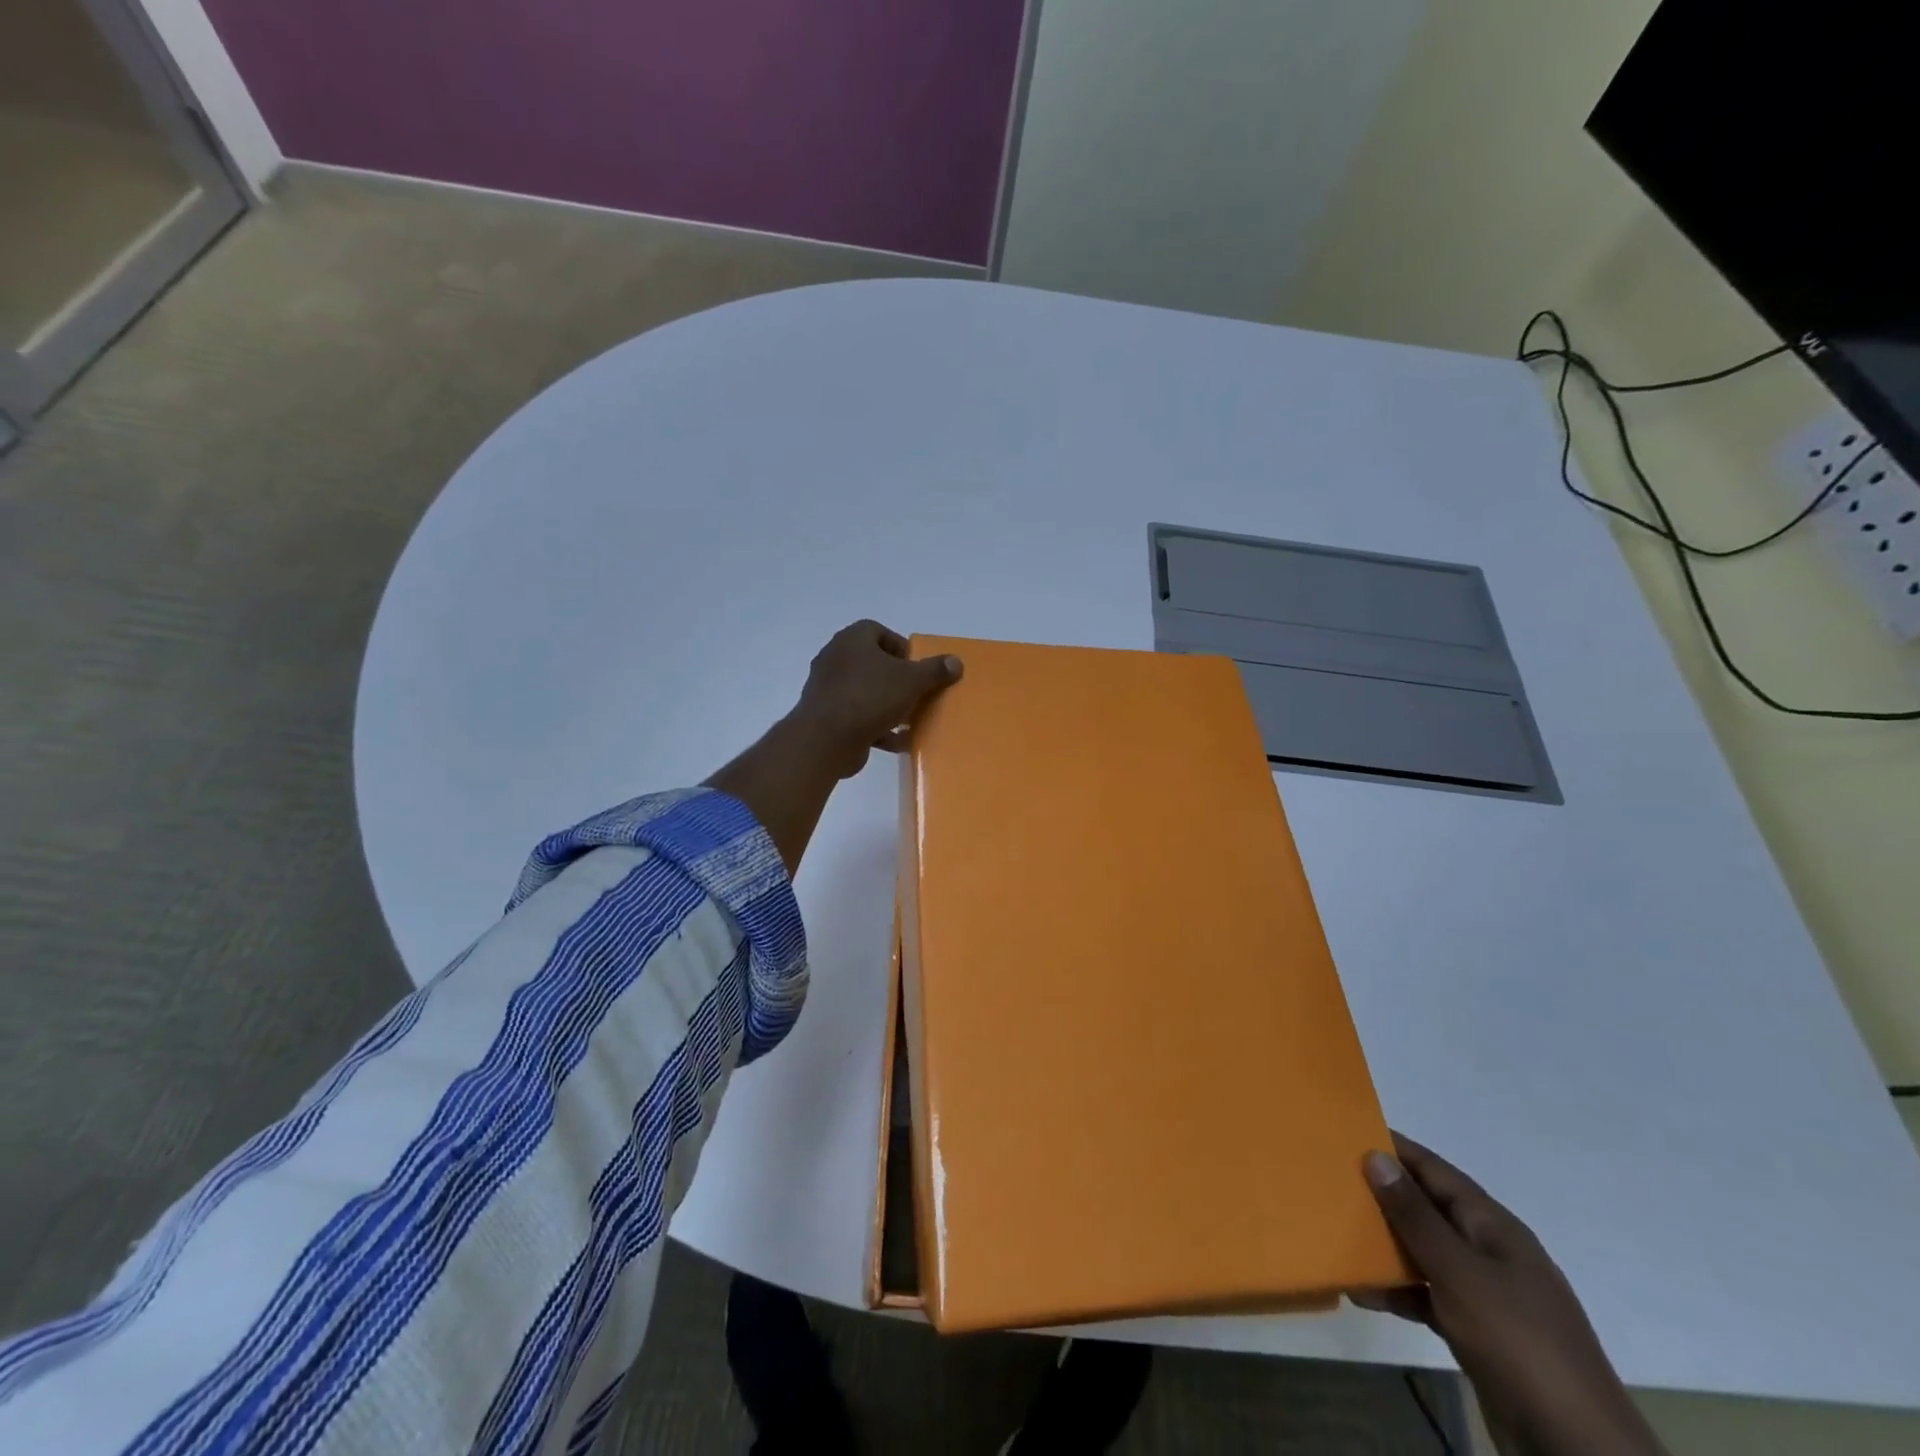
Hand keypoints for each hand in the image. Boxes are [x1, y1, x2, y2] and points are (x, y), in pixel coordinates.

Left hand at [707, 621, 962, 874]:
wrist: (826, 738)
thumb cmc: (870, 696)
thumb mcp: (912, 681)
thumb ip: (935, 670)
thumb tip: (956, 661)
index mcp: (852, 639)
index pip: (878, 632)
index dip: (901, 647)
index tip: (917, 667)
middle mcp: (836, 658)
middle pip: (873, 663)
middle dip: (897, 678)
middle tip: (917, 692)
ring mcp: (828, 688)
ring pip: (866, 691)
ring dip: (888, 704)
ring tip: (910, 718)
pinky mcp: (827, 716)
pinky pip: (857, 716)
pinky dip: (877, 727)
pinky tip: (898, 741)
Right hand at [1354, 1135, 1666, 1455]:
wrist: (1576, 1448)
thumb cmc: (1517, 1341)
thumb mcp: (1459, 1272)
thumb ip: (1415, 1215)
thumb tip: (1376, 1155)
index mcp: (1495, 1228)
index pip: (1438, 1172)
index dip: (1398, 1150)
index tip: (1349, 1132)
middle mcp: (1491, 1253)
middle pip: (1430, 1211)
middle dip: (1384, 1196)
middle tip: (1332, 1180)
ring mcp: (1487, 1296)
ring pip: (1426, 1254)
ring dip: (1386, 1245)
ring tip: (1338, 1233)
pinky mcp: (1478, 1334)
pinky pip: (1429, 1296)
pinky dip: (1398, 1291)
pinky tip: (1363, 1292)